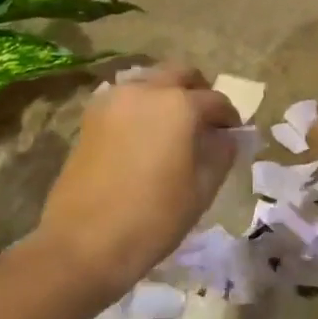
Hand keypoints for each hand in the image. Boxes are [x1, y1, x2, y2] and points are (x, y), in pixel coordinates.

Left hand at [35, 66, 239, 288]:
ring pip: (150, 81)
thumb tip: (226, 137)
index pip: (216, 101)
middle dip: (198, 93)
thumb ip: (221, 153)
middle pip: (181, 75)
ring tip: (174, 129)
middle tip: (205, 123)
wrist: (83, 243)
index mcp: (180, 104)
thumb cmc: (154, 217)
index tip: (233, 136)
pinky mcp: (90, 118)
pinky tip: (145, 136)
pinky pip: (125, 98)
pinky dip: (142, 107)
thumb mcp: (202, 188)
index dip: (229, 119)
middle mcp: (146, 90)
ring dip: (168, 95)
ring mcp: (113, 101)